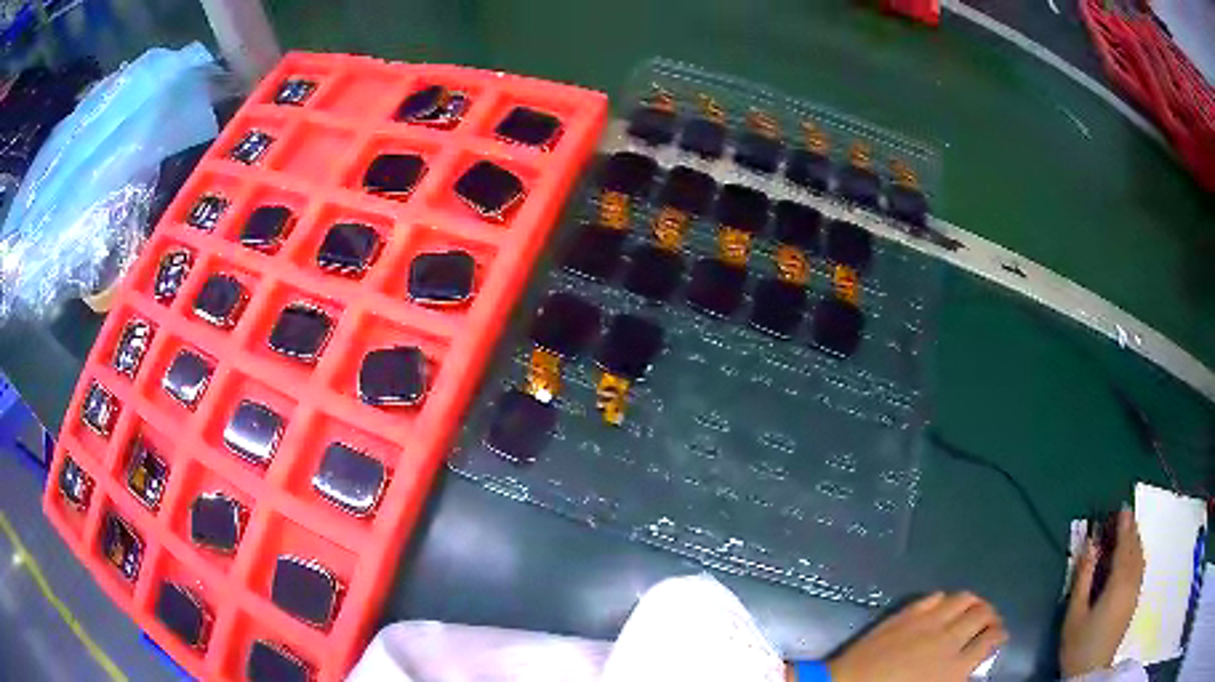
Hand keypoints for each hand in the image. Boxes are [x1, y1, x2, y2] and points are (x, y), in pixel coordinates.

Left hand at [825, 592, 1006, 681]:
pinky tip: (942, 607)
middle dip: (991, 615)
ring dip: (972, 602)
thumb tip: (968, 670)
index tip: (1000, 637)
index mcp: (955, 668)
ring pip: (963, 598)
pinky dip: (944, 600)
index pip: (992, 640)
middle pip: (983, 613)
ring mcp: (926, 622)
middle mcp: (948, 639)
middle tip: (989, 621)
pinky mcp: (904, 614)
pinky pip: (934, 597)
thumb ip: (955, 678)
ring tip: (971, 610)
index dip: (1000, 635)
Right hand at [1060, 508, 1145, 677]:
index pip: (1125, 545)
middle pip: (1136, 549)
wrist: (1089, 673)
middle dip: (1132, 531)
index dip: (1125, 525)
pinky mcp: (1134, 601)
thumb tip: (1090, 544)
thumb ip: (1083, 577)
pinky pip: (1140, 569)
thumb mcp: (1075, 614)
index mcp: (1118, 583)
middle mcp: (1132, 582)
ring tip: (1129, 533)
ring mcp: (1135, 592)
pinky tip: (1133, 557)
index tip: (1122, 507)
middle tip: (1125, 517)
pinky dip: (1138, 556)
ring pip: (1140, 558)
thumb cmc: (1079, 645)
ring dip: (1136, 542)